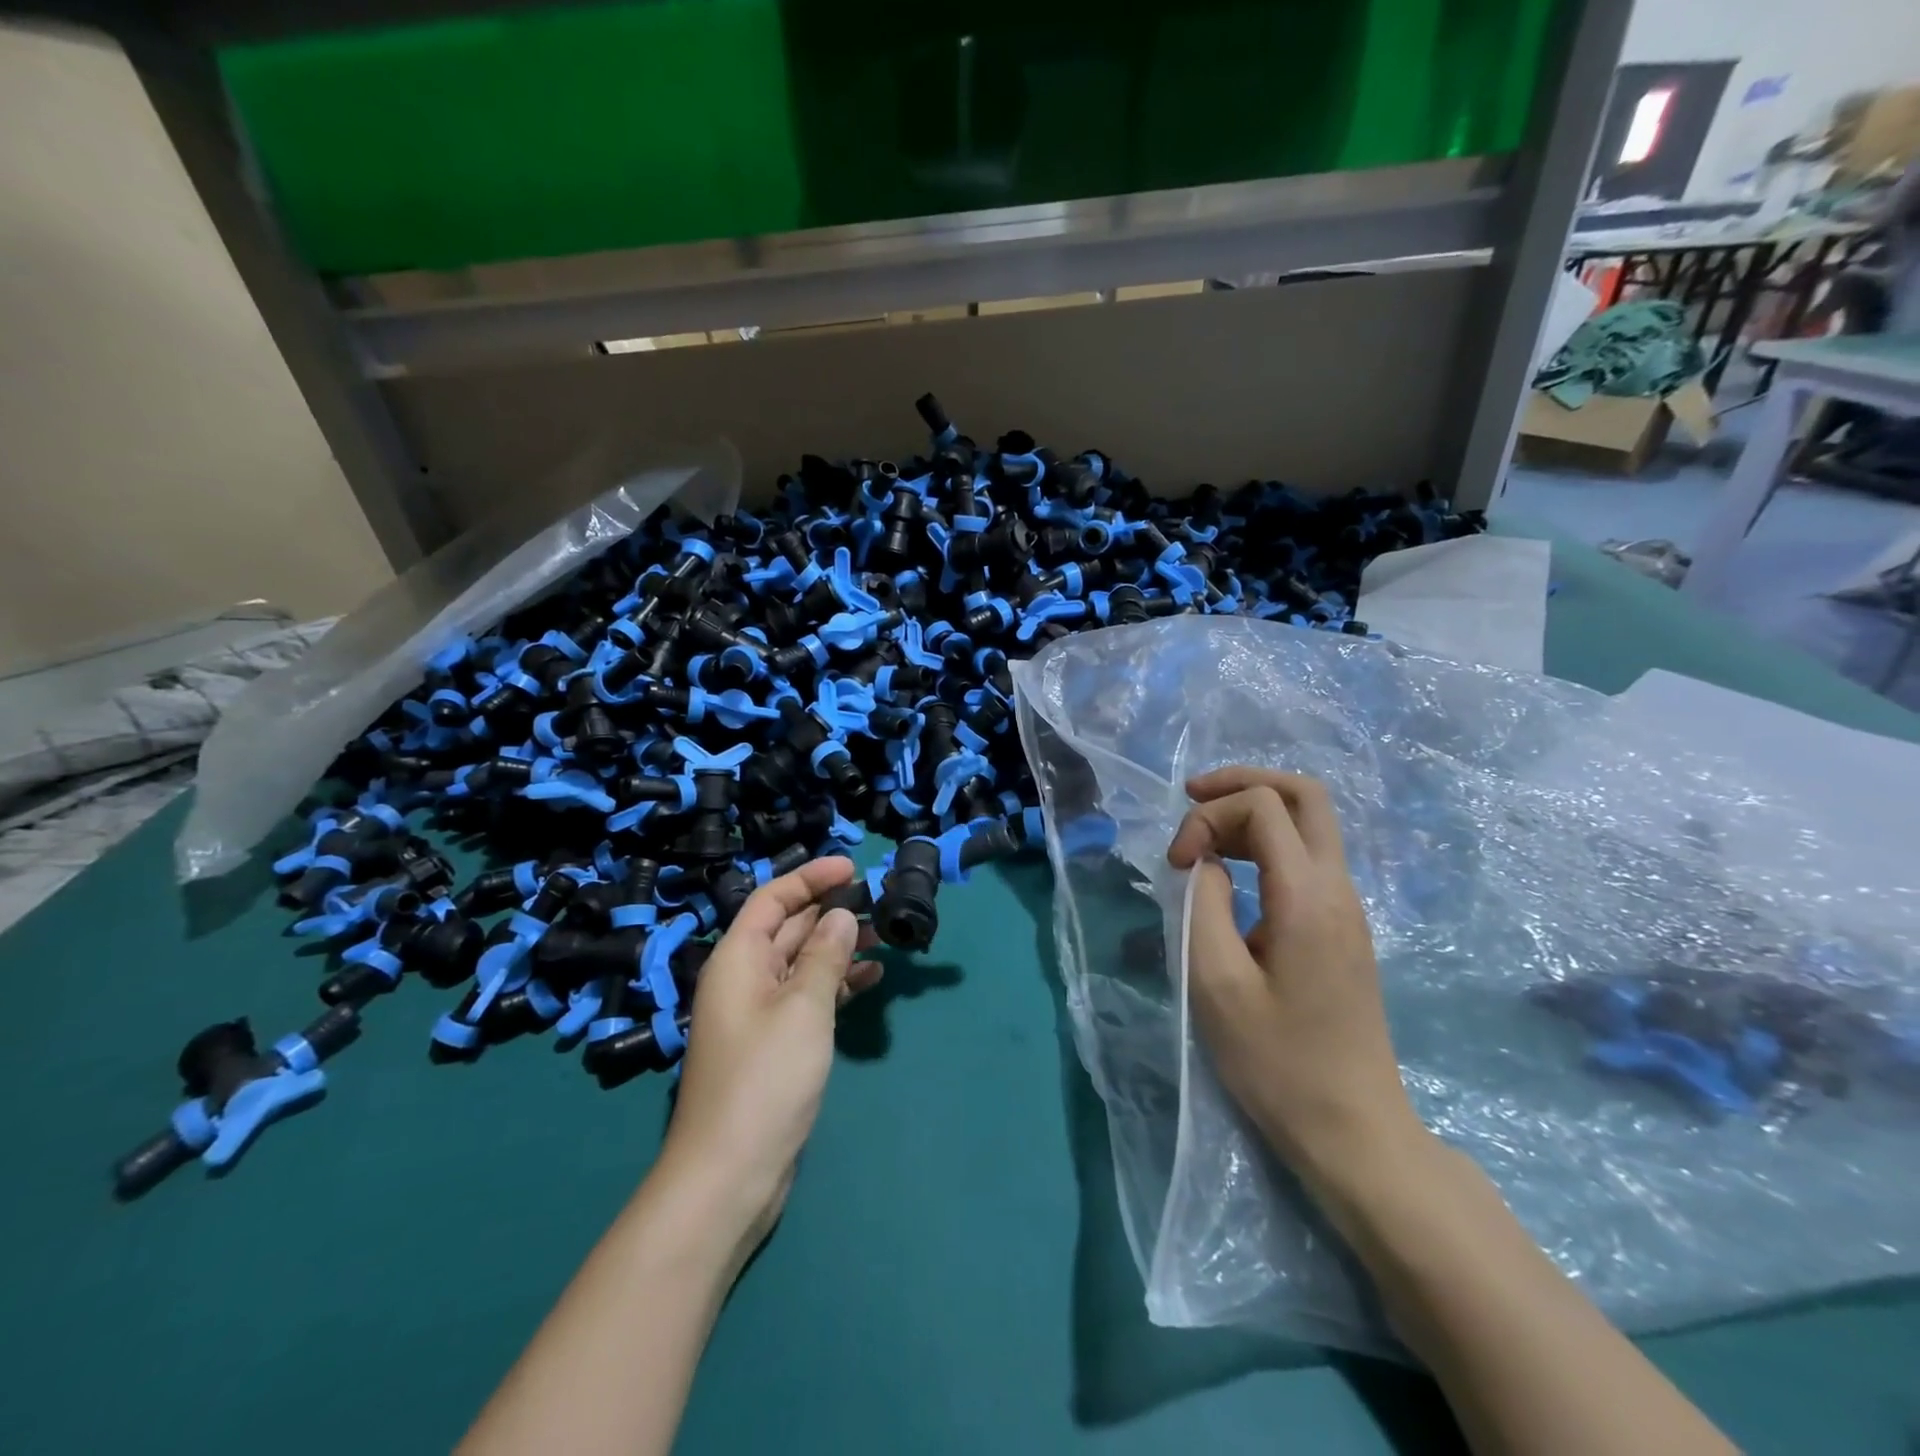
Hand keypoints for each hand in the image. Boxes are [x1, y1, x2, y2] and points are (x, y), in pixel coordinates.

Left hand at [660, 857, 880, 1253]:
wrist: (729, 1174)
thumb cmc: (764, 1079)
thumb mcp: (803, 1008)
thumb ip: (825, 955)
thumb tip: (841, 916)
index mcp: (738, 959)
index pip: (772, 899)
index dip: (810, 877)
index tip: (853, 867)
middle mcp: (744, 979)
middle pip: (788, 928)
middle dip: (830, 910)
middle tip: (878, 901)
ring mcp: (758, 1013)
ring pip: (801, 962)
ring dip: (838, 946)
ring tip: (883, 937)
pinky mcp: (774, 1044)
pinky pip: (807, 996)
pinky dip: (836, 983)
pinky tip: (870, 978)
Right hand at [1167, 768, 1424, 1191]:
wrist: (1353, 1130)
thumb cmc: (1276, 1062)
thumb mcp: (1215, 982)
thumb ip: (1203, 903)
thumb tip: (1206, 862)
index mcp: (1307, 896)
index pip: (1263, 806)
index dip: (1208, 817)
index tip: (1177, 866)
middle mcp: (1338, 888)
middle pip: (1304, 794)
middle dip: (1243, 782)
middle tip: (1191, 798)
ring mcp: (1348, 907)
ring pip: (1310, 822)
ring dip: (1254, 811)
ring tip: (1204, 833)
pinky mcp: (1344, 928)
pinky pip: (1309, 856)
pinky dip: (1266, 842)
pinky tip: (1234, 867)